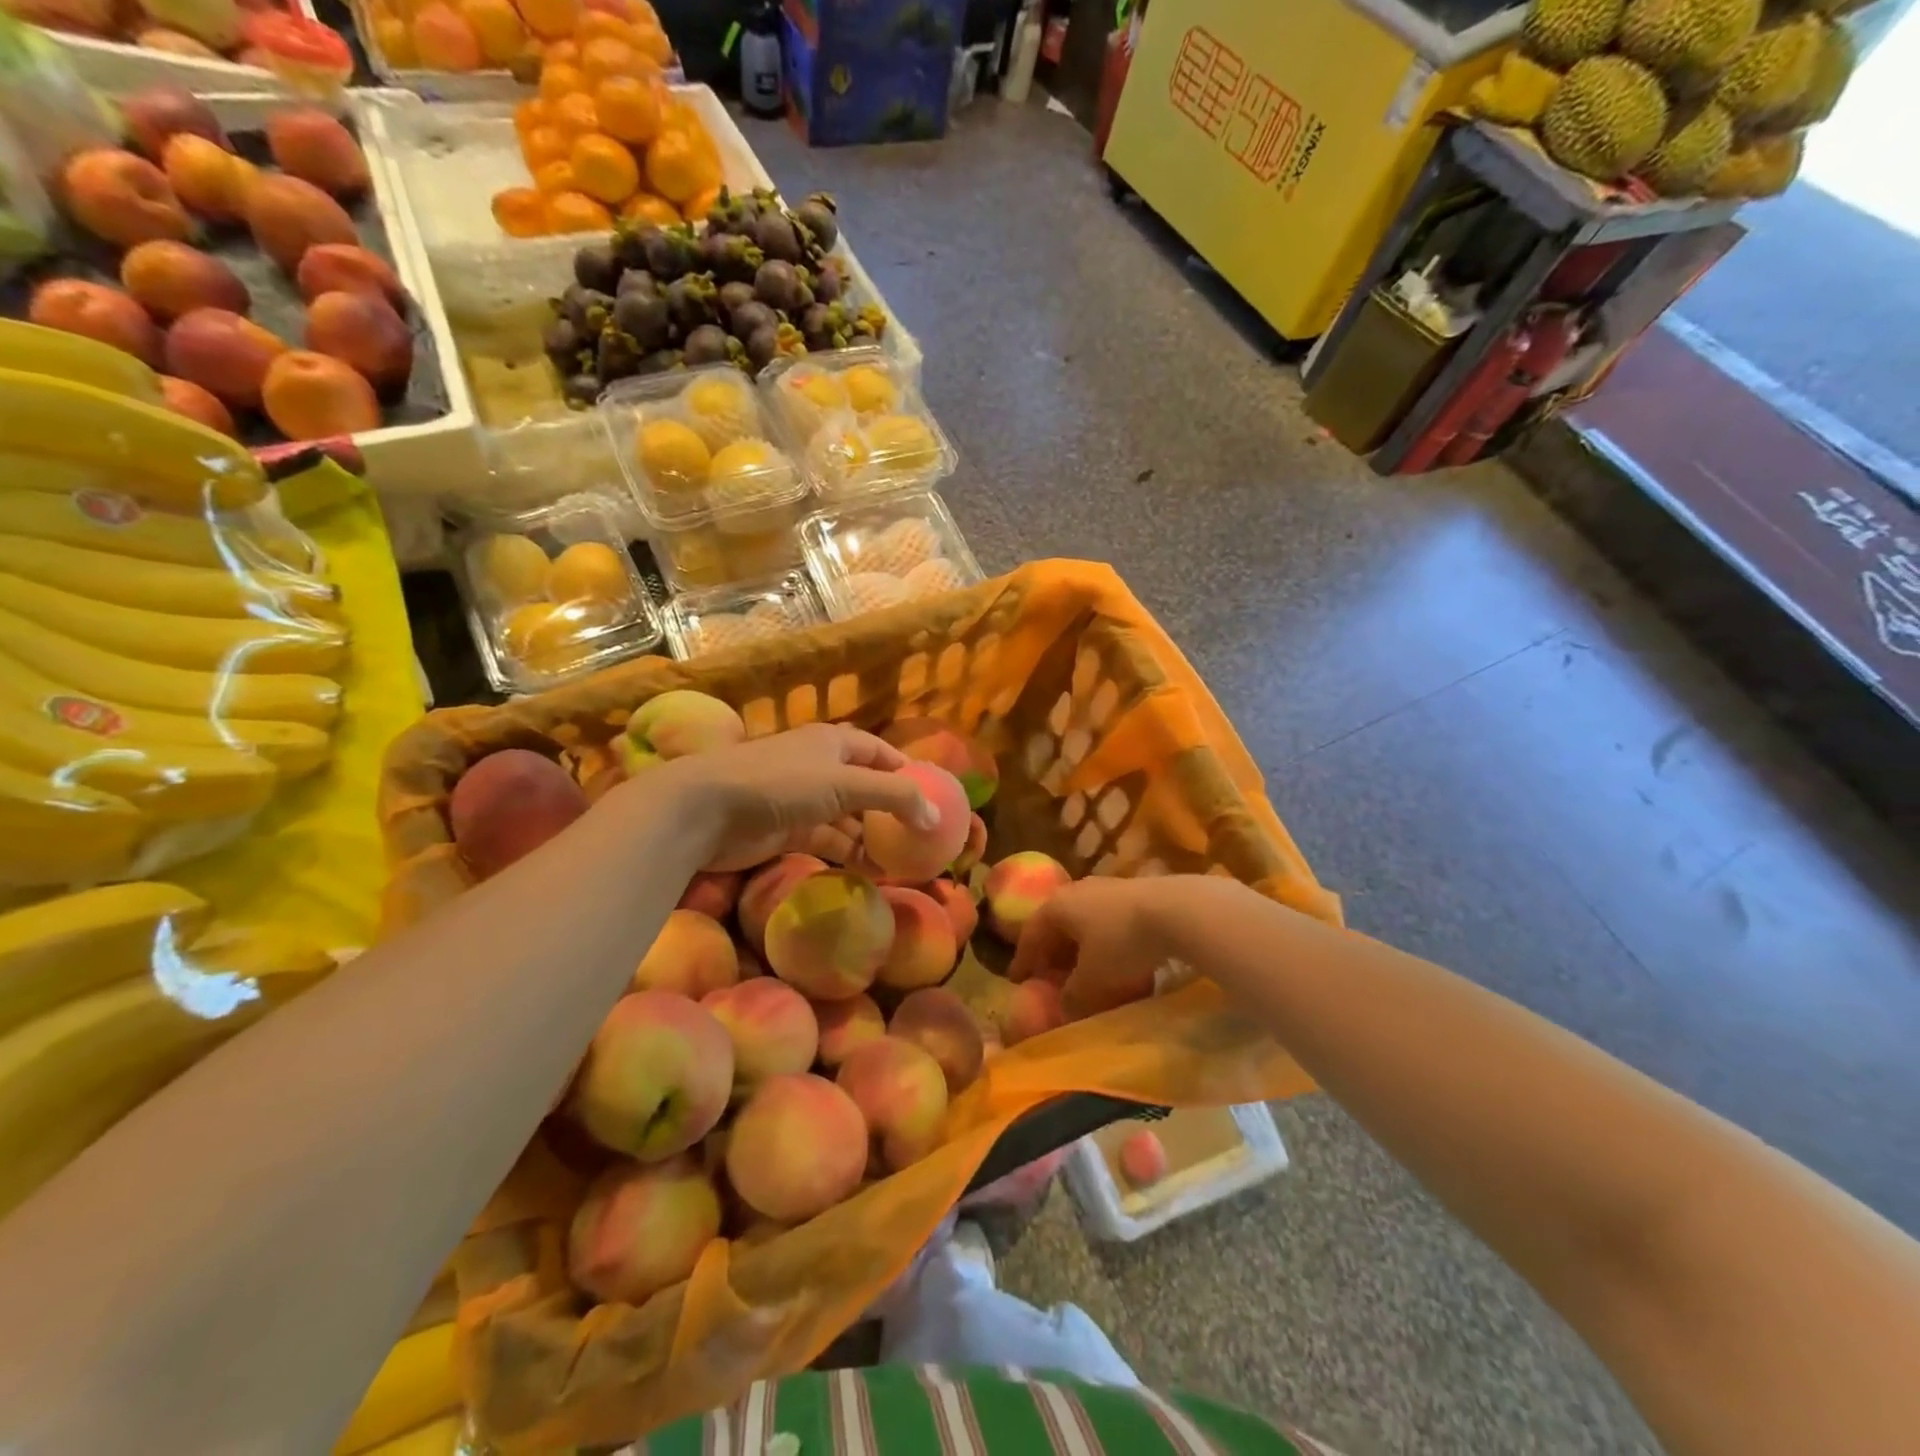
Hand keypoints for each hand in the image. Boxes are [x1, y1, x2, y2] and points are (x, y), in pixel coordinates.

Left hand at [642, 723, 937, 870]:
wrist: (707, 809)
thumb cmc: (781, 784)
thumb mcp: (845, 784)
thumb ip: (894, 797)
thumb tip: (935, 817)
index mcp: (834, 743)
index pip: (879, 752)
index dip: (904, 771)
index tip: (930, 797)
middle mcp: (820, 766)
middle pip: (864, 788)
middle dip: (890, 812)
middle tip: (918, 839)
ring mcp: (801, 800)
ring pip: (846, 819)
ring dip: (870, 838)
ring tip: (899, 863)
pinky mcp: (785, 831)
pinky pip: (826, 840)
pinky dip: (847, 853)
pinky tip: (867, 871)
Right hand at [1007, 875, 1229, 1017]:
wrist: (1177, 910)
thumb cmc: (1122, 943)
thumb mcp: (1092, 980)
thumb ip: (1073, 997)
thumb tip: (1064, 1009)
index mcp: (1057, 906)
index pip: (1030, 933)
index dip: (1023, 959)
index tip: (1017, 980)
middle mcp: (1077, 891)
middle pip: (1058, 925)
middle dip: (1054, 953)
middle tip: (1052, 977)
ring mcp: (1108, 889)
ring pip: (1086, 923)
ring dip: (1082, 949)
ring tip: (1087, 973)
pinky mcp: (1136, 894)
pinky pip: (1110, 923)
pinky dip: (1106, 944)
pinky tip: (1120, 963)